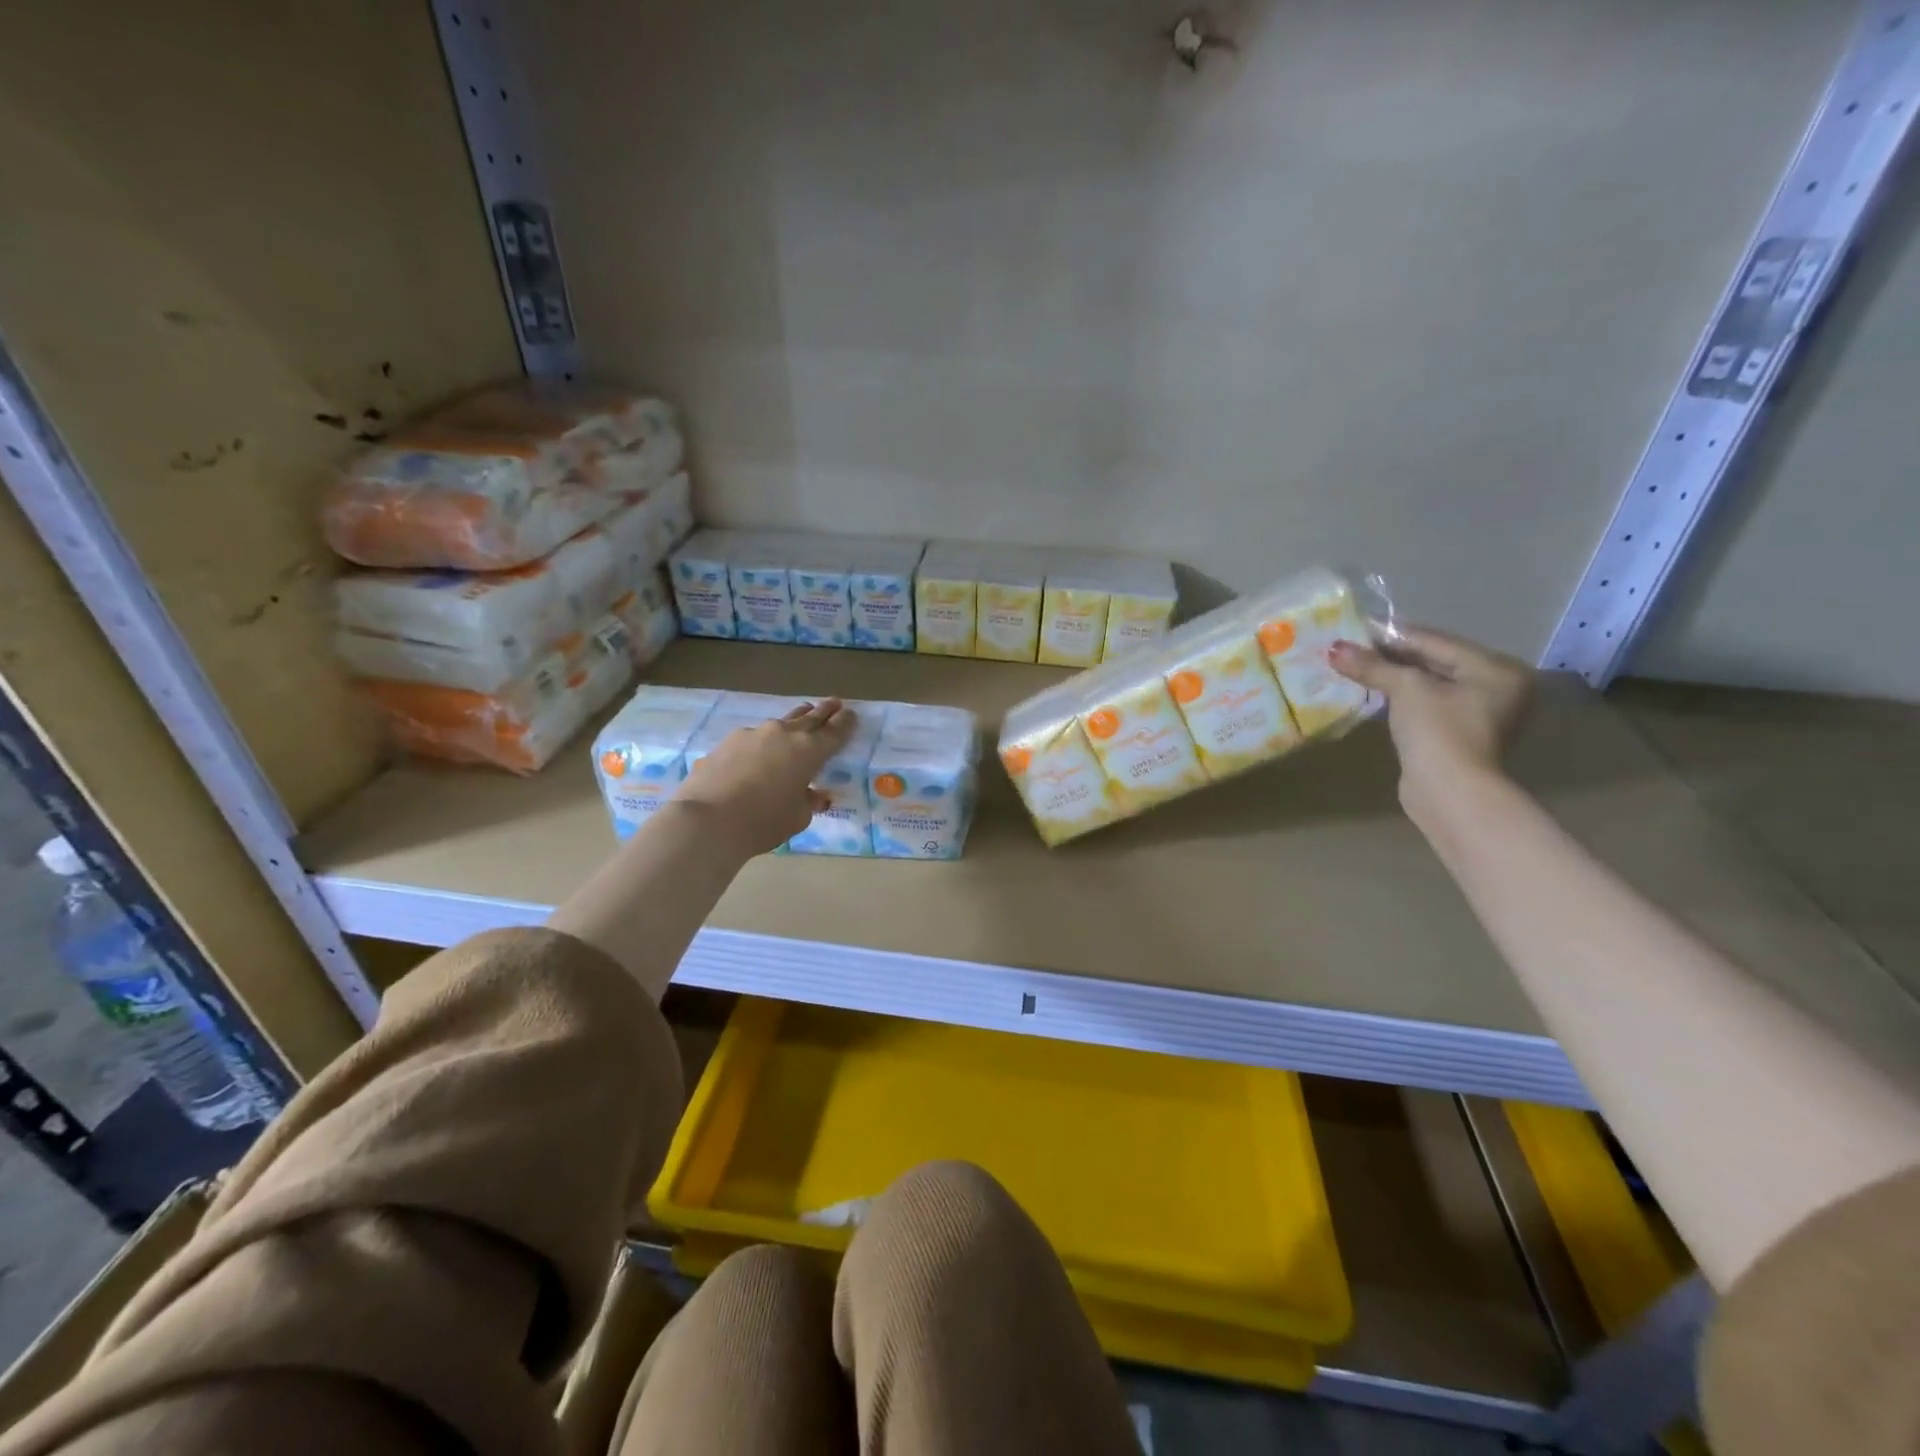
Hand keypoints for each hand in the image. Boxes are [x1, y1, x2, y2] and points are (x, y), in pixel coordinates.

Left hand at [677, 700, 857, 855]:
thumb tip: (814, 794)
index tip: (851, 714)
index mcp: (809, 751)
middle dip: (824, 711)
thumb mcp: (798, 818)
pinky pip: (754, 737)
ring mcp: (753, 734)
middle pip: (810, 717)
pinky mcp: (727, 742)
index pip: (834, 731)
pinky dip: (763, 742)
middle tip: (834, 703)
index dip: (845, 723)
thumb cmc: (763, 822)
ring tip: (801, 717)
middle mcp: (784, 734)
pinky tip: (759, 752)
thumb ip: (809, 801)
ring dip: (794, 721)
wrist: (707, 820)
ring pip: (781, 723)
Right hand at [1330, 627, 1531, 815]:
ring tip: (1357, 666)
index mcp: (1497, 669)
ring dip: (1395, 676)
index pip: (1437, 641)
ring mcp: (1482, 714)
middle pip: (1436, 661)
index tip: (1358, 627)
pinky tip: (1375, 691)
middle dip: (1393, 655)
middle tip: (1354, 647)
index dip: (1394, 634)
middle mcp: (1498, 687)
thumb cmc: (1439, 732)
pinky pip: (1428, 704)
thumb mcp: (1406, 690)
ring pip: (1430, 683)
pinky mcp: (1460, 735)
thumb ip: (1373, 666)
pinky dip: (1402, 697)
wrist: (1450, 792)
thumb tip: (1335, 649)